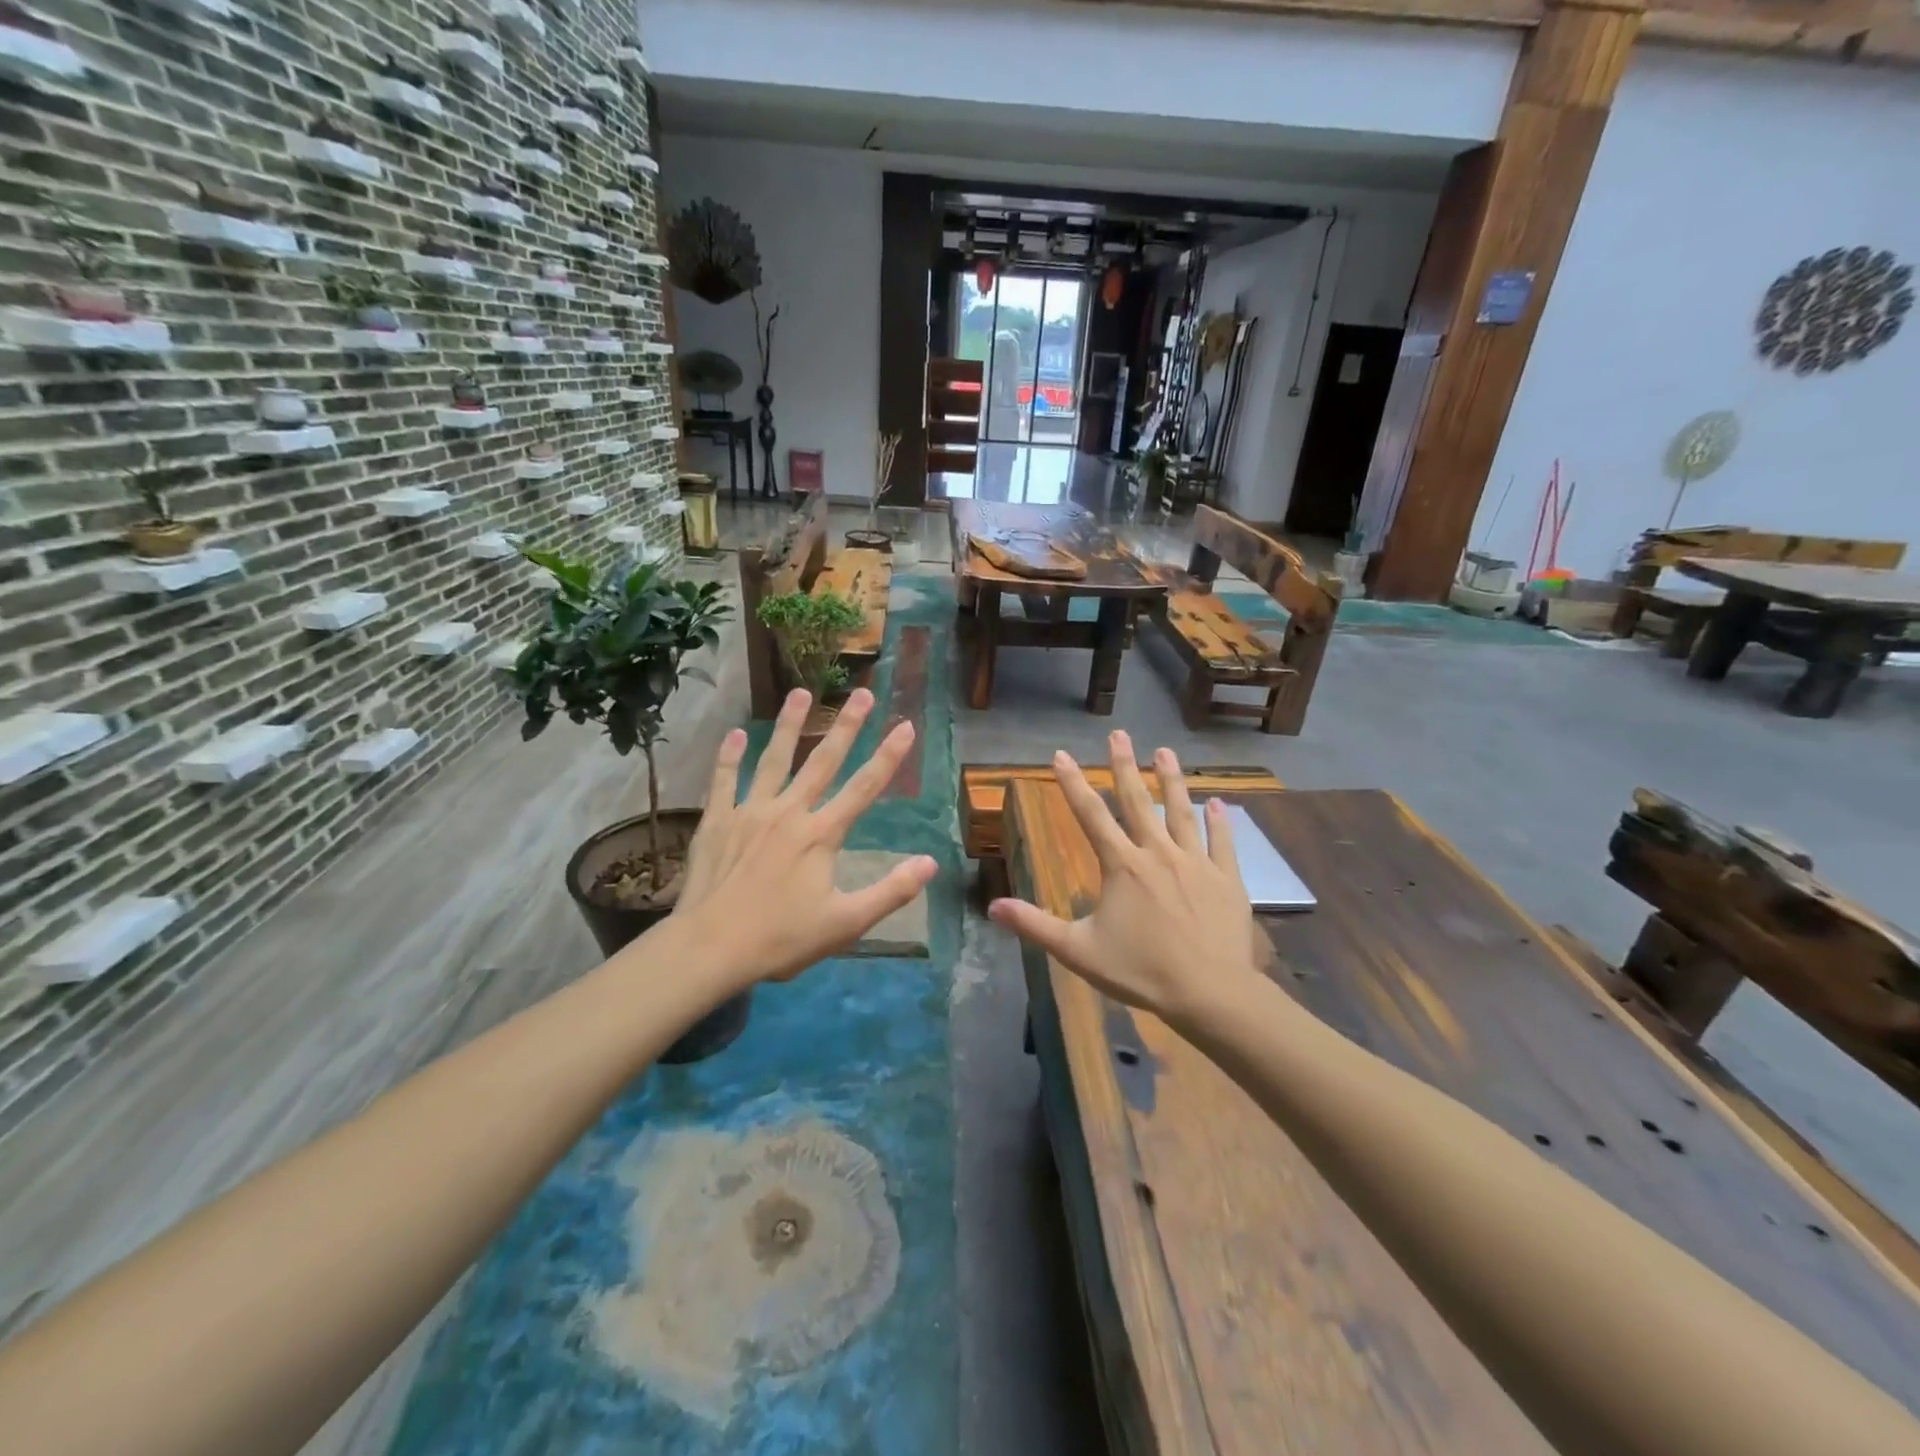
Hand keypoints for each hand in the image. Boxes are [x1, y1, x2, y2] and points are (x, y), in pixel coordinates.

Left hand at [668, 687, 937, 989]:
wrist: (710, 947)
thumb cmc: (781, 938)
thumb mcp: (846, 923)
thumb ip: (891, 892)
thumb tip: (931, 863)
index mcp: (822, 834)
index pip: (865, 787)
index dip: (889, 756)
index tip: (906, 726)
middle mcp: (790, 812)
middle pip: (823, 761)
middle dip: (847, 725)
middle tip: (863, 693)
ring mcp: (750, 812)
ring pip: (774, 759)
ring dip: (789, 724)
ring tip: (800, 692)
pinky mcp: (718, 820)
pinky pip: (724, 780)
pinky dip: (728, 756)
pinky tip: (735, 733)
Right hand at [988, 733, 1263, 1031]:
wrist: (1210, 993)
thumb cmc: (1141, 971)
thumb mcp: (1078, 951)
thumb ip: (1035, 926)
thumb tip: (992, 908)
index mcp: (1122, 866)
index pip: (1091, 815)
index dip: (1073, 783)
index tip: (1061, 754)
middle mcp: (1158, 853)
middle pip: (1138, 801)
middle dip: (1124, 765)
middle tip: (1118, 734)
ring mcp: (1196, 863)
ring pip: (1181, 812)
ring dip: (1171, 780)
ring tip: (1164, 751)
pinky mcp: (1227, 879)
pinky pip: (1222, 843)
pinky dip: (1219, 821)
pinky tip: (1217, 801)